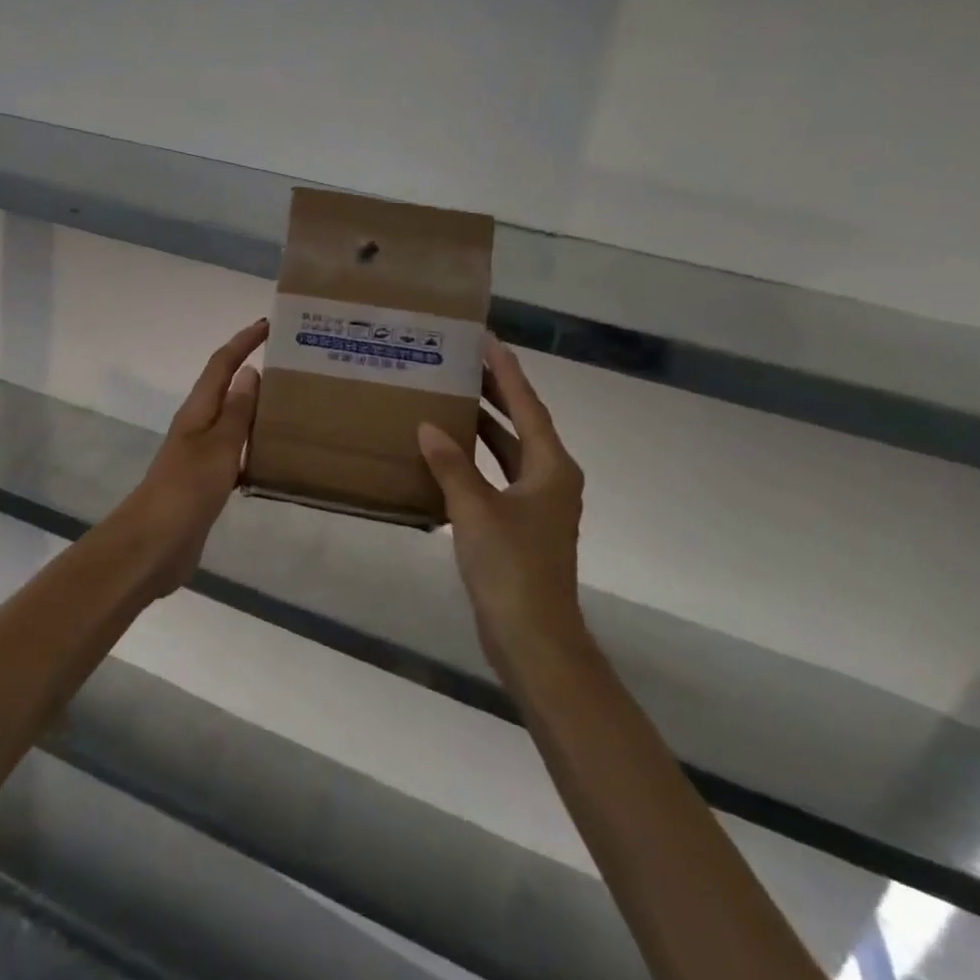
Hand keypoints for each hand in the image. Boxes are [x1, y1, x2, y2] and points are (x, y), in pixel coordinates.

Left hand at [111, 318, 266, 598]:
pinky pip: (235, 452)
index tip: (269, 324)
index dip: (243, 342)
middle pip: (226, 389)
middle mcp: (198, 426)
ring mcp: (200, 455)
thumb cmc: (187, 489)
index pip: (221, 364)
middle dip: (253, 371)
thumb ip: (237, 411)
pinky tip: (277, 457)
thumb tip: (250, 372)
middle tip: (292, 365)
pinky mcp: (206, 482)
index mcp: (198, 411)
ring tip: (293, 405)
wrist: (154, 545)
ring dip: (257, 409)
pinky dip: (255, 446)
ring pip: (233, 421)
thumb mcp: (218, 446)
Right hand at [418, 338, 586, 678]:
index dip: (507, 372)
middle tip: (464, 363)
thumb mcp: (476, 510)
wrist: (534, 638)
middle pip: (521, 424)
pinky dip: (477, 461)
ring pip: (508, 452)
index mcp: (550, 467)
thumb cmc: (511, 567)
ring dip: (484, 428)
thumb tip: (429, 426)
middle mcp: (550, 479)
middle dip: (495, 394)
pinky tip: (447, 455)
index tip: (488, 341)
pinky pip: (497, 477)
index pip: (527, 405)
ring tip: (451, 399)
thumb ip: (452, 465)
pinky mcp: (521, 527)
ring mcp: (538, 505)